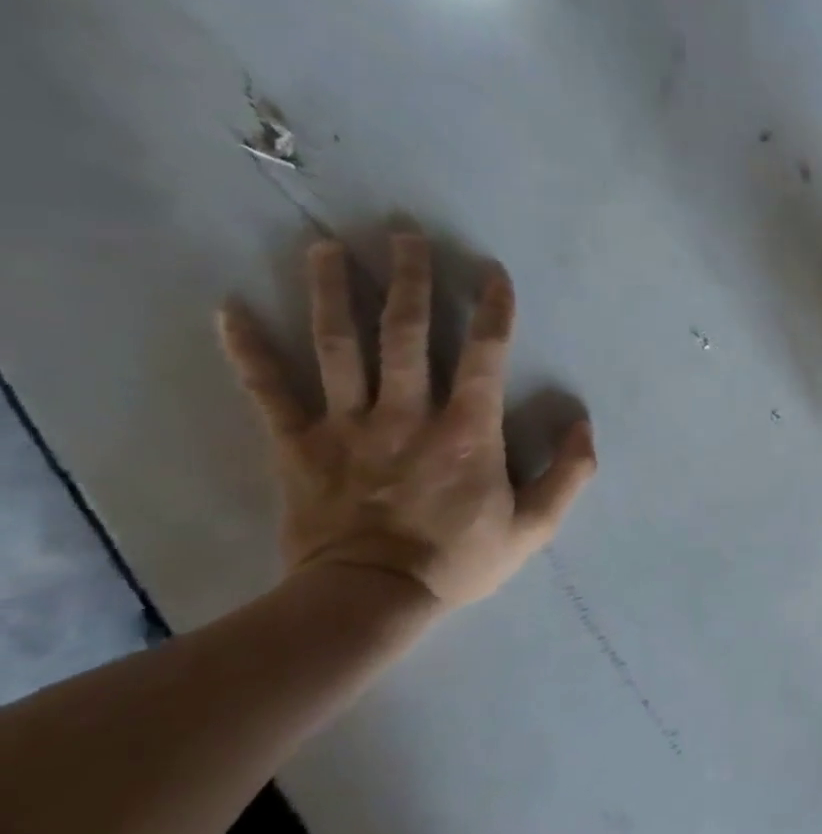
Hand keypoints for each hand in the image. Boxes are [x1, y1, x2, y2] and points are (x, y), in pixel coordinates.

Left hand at [217, 234, 596, 611]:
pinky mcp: (298, 446)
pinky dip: (247, 350)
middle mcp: (408, 414)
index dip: (491, 310)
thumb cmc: (462, 559)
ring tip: (325, 247)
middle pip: (406, 333)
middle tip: (405, 233)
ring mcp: (348, 426)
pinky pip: (269, 391)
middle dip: (409, 279)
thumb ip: (569, 472)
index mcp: (467, 431)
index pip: (483, 355)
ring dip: (332, 293)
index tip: (491, 271)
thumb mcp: (537, 525)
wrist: (372, 600)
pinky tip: (227, 308)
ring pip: (338, 346)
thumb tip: (582, 423)